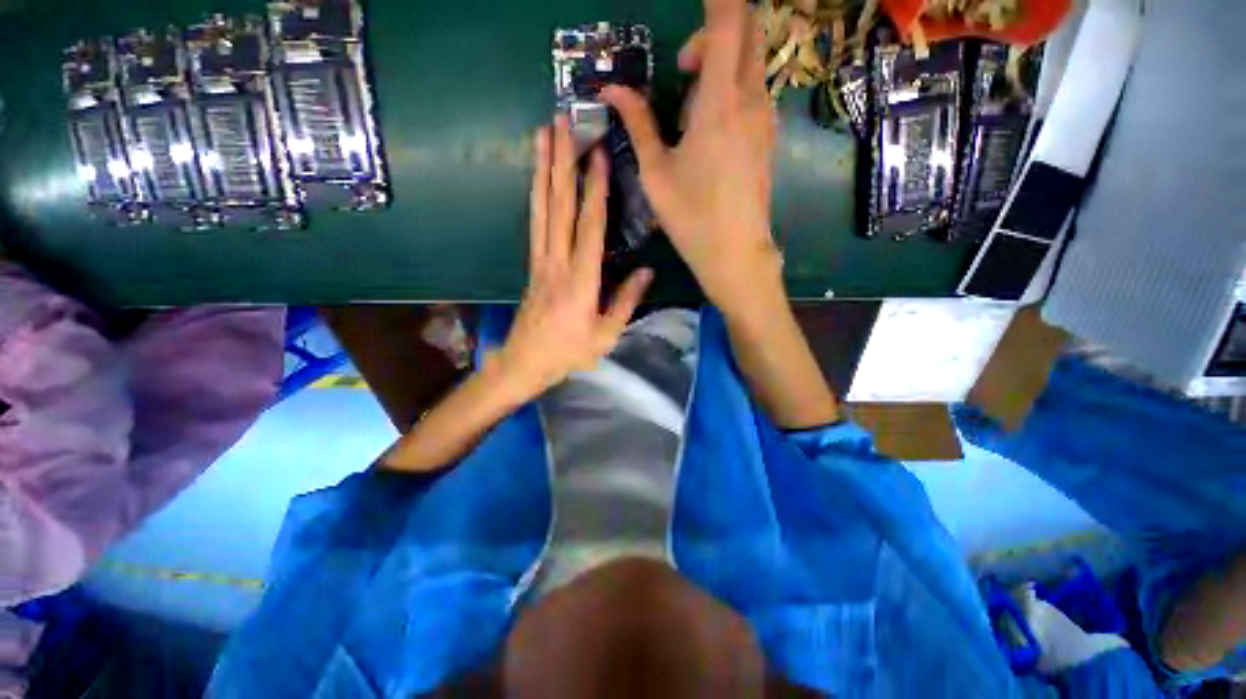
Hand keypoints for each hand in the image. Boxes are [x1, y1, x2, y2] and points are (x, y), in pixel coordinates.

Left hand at [493, 118, 652, 399]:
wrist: (524, 363)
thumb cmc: (568, 353)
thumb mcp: (605, 335)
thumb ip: (626, 302)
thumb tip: (647, 271)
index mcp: (580, 281)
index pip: (589, 227)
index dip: (594, 190)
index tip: (597, 154)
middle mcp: (557, 263)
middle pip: (558, 207)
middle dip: (561, 163)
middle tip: (561, 123)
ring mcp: (540, 261)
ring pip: (541, 210)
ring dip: (542, 171)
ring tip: (542, 136)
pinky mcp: (533, 265)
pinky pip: (535, 224)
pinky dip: (536, 197)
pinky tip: (538, 180)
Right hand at [601, 0, 779, 312]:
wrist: (735, 253)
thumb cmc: (691, 217)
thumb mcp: (656, 173)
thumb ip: (638, 124)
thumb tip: (611, 91)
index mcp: (720, 103)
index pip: (728, 20)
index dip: (716, 0)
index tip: (698, 0)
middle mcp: (752, 99)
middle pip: (748, 30)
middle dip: (715, 32)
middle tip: (684, 69)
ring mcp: (765, 118)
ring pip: (751, 62)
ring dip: (722, 66)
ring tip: (691, 112)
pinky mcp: (768, 136)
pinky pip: (754, 91)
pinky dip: (732, 91)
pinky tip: (710, 132)